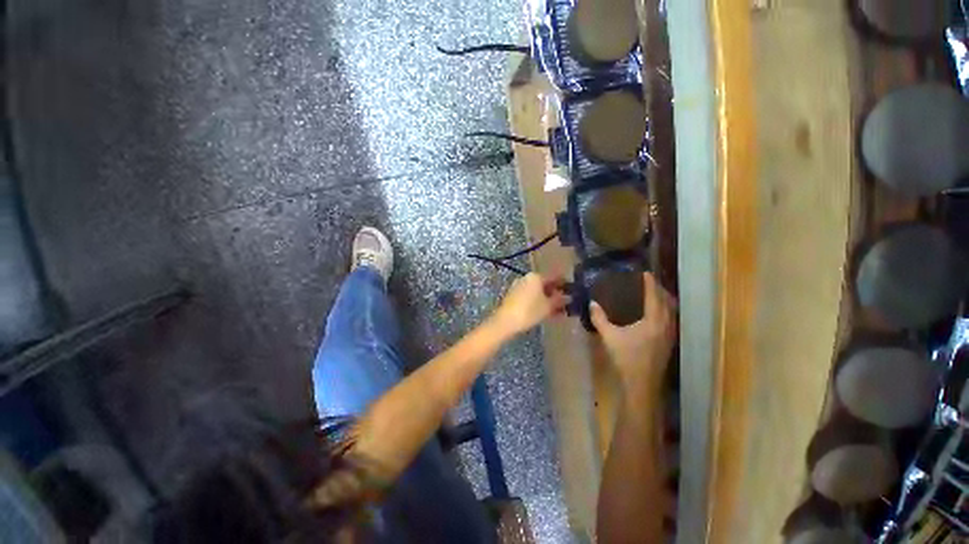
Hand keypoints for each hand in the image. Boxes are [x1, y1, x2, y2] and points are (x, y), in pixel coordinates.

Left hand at [491, 273, 568, 336]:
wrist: (506, 321)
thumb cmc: (529, 311)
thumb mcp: (548, 306)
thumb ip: (559, 300)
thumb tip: (568, 297)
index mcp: (536, 276)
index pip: (554, 277)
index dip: (564, 284)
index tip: (573, 291)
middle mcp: (526, 278)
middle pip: (545, 284)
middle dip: (555, 293)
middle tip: (566, 303)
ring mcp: (518, 286)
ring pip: (537, 291)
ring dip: (547, 299)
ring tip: (557, 311)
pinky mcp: (513, 296)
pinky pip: (530, 296)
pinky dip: (538, 302)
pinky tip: (544, 312)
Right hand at [590, 272, 676, 390]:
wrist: (642, 384)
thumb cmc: (626, 358)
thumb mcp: (609, 337)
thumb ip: (599, 319)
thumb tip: (592, 303)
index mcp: (653, 321)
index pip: (654, 297)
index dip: (650, 283)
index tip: (646, 273)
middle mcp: (665, 325)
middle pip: (667, 302)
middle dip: (659, 290)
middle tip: (649, 282)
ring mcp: (670, 335)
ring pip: (671, 311)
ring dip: (664, 300)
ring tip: (654, 294)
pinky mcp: (669, 342)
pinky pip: (670, 319)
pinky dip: (665, 310)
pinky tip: (656, 314)